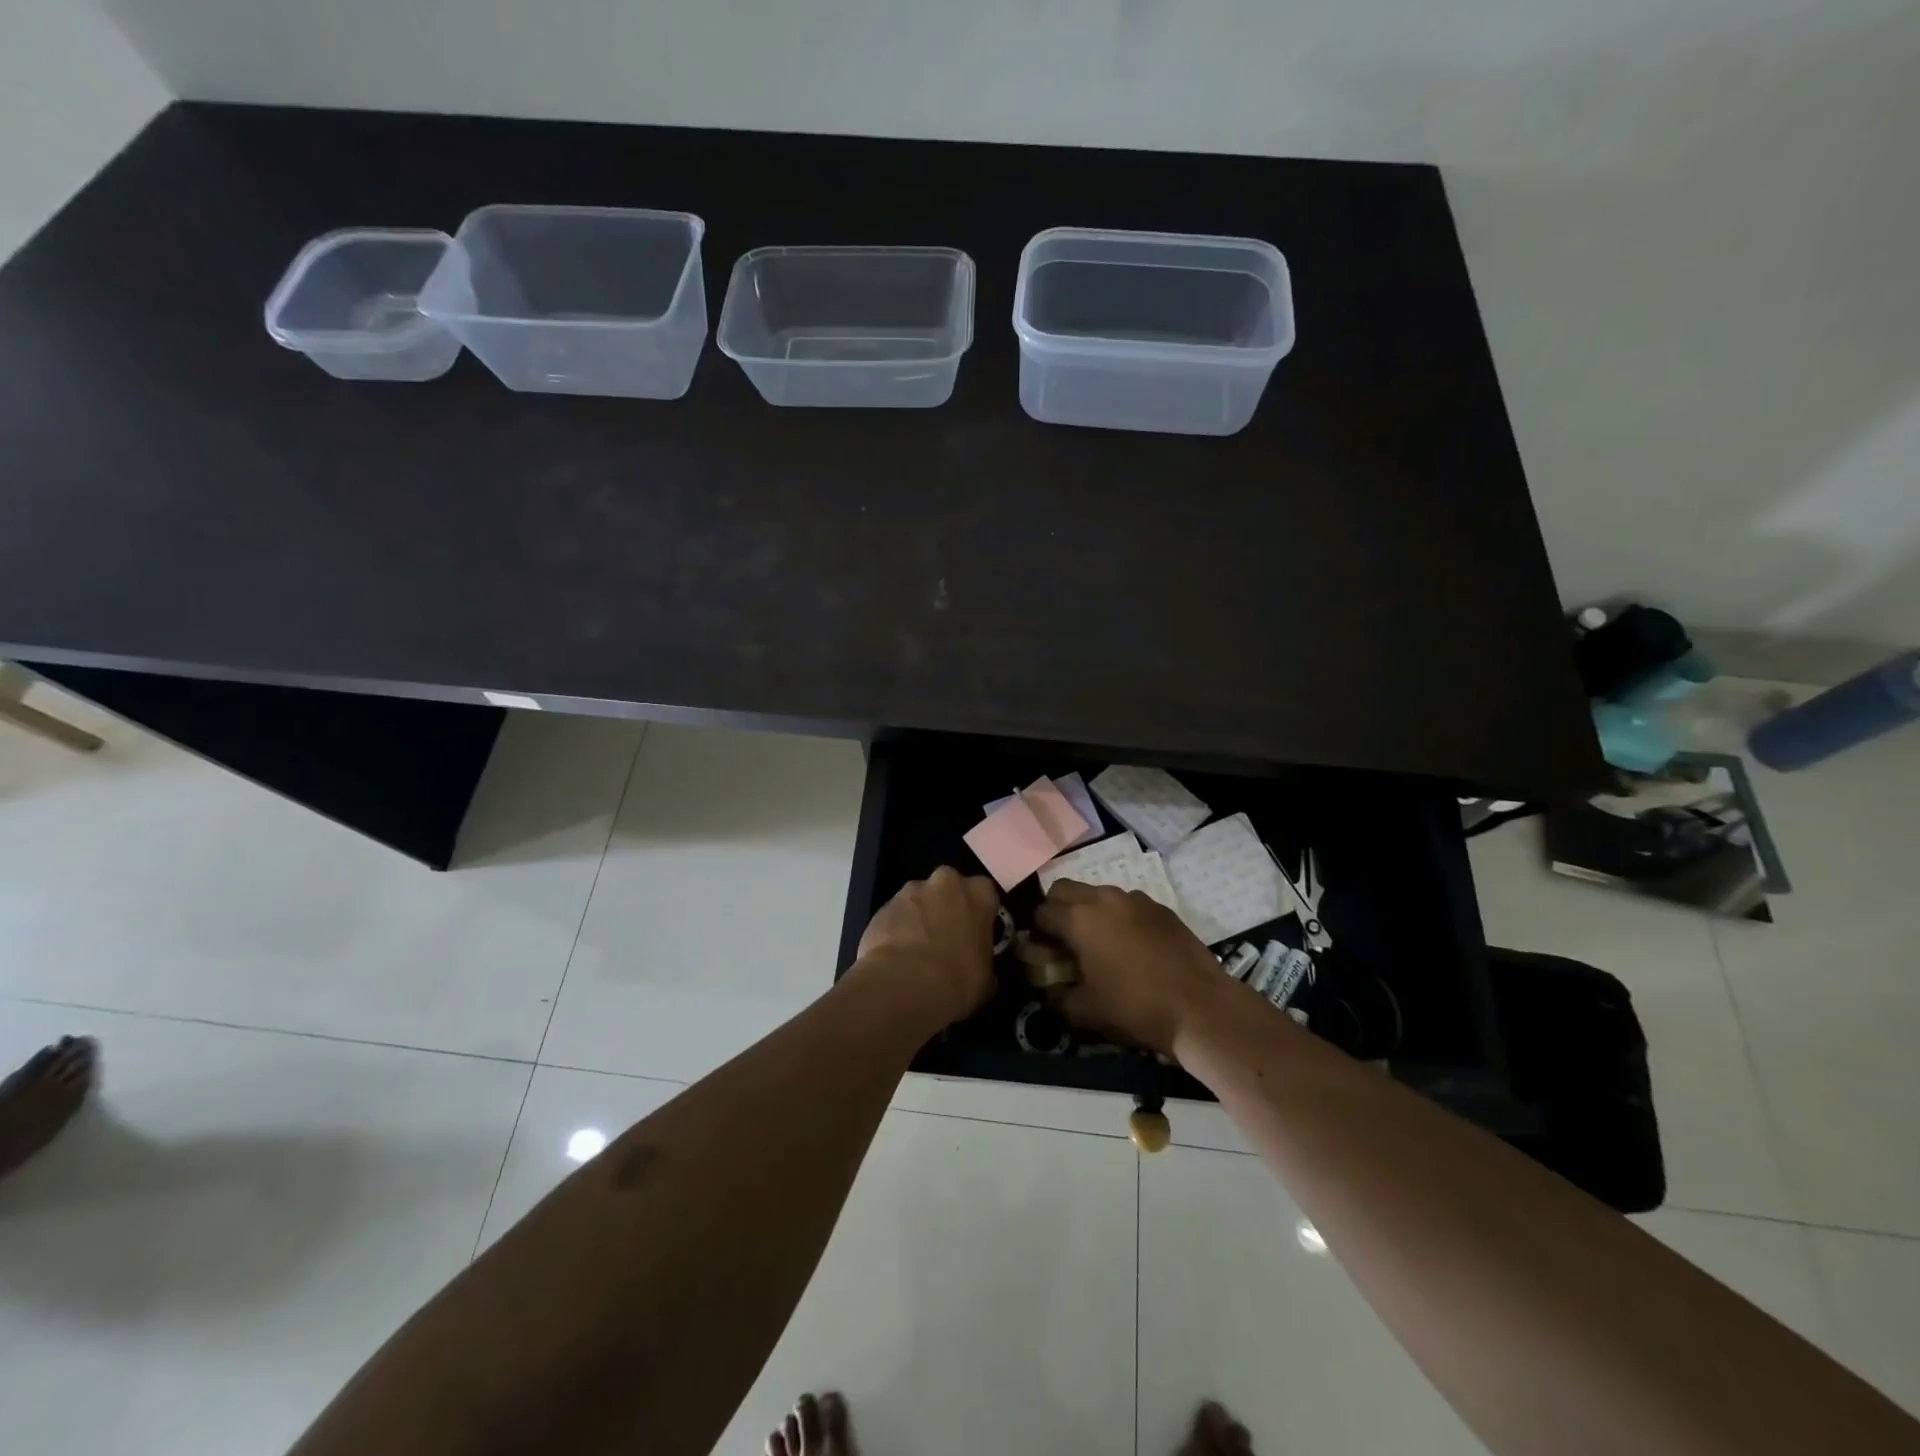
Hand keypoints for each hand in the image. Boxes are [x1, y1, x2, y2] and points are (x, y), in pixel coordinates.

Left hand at [855, 867, 999, 1027]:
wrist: (904, 986)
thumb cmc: (958, 981)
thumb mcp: (987, 978)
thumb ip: (983, 959)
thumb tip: (975, 963)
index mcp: (979, 893)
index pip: (986, 893)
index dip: (980, 914)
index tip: (975, 934)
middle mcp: (945, 881)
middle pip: (949, 888)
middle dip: (947, 907)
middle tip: (946, 939)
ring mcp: (909, 891)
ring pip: (919, 900)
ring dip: (919, 918)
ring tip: (916, 952)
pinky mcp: (882, 907)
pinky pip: (895, 916)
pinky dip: (897, 930)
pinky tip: (895, 957)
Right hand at [1034, 880, 1226, 1054]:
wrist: (1200, 1007)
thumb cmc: (1135, 1007)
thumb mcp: (1084, 1012)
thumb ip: (1056, 997)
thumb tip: (1048, 989)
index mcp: (1079, 918)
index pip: (1041, 912)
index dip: (1035, 933)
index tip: (1041, 953)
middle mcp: (1103, 898)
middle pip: (1064, 889)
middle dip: (1056, 909)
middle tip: (1062, 941)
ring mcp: (1135, 899)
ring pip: (1098, 893)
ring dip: (1089, 910)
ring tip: (1098, 943)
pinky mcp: (1161, 908)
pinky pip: (1127, 904)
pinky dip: (1119, 917)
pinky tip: (1130, 946)